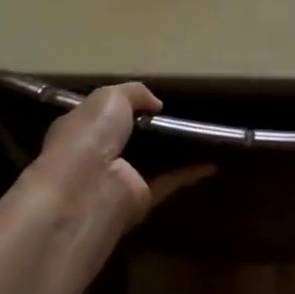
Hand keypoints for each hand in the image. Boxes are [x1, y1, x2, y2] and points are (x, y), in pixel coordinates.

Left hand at [22, 83, 211, 230]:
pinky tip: (212, 162)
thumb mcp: (110, 96)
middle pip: (131, 139)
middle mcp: (97, 155)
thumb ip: (135, 93)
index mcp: (82, 129)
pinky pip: (169, 182)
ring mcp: (119, 179)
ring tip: (205, 134)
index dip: (126, 106)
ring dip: (174, 152)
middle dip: (154, 128)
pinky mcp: (140, 201)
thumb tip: (157, 104)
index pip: (103, 115)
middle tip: (185, 114)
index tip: (153, 100)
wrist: (86, 189)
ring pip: (152, 162)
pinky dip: (189, 173)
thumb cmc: (89, 135)